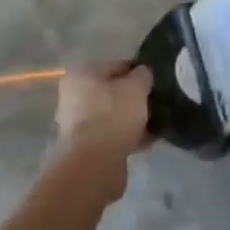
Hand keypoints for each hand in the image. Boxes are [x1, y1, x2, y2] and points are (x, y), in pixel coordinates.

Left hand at [54, 62, 152, 180]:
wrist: (94, 163)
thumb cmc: (113, 115)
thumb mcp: (135, 88)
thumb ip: (142, 76)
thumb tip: (143, 73)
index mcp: (81, 73)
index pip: (116, 66)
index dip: (138, 72)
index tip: (156, 82)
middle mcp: (73, 94)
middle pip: (112, 91)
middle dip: (134, 98)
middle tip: (156, 104)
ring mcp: (77, 121)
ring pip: (112, 114)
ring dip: (132, 119)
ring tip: (155, 124)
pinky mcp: (85, 145)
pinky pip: (111, 134)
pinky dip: (127, 136)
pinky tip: (148, 141)